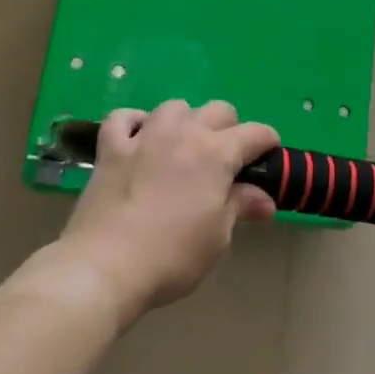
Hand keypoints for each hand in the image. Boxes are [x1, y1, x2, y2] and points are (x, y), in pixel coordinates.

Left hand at [60, 100, 279, 324]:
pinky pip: (124, 118)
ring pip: (174, 107)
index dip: (268, 144)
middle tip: (226, 161)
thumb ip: (239, 206)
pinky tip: (139, 139)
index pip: (255, 133)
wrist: (105, 266)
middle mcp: (183, 133)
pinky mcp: (110, 148)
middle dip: (230, 129)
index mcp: (216, 153)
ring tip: (183, 148)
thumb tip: (264, 200)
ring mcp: (144, 137)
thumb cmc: (172, 255)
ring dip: (186, 122)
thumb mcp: (218, 237)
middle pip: (218, 110)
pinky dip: (136, 123)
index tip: (269, 160)